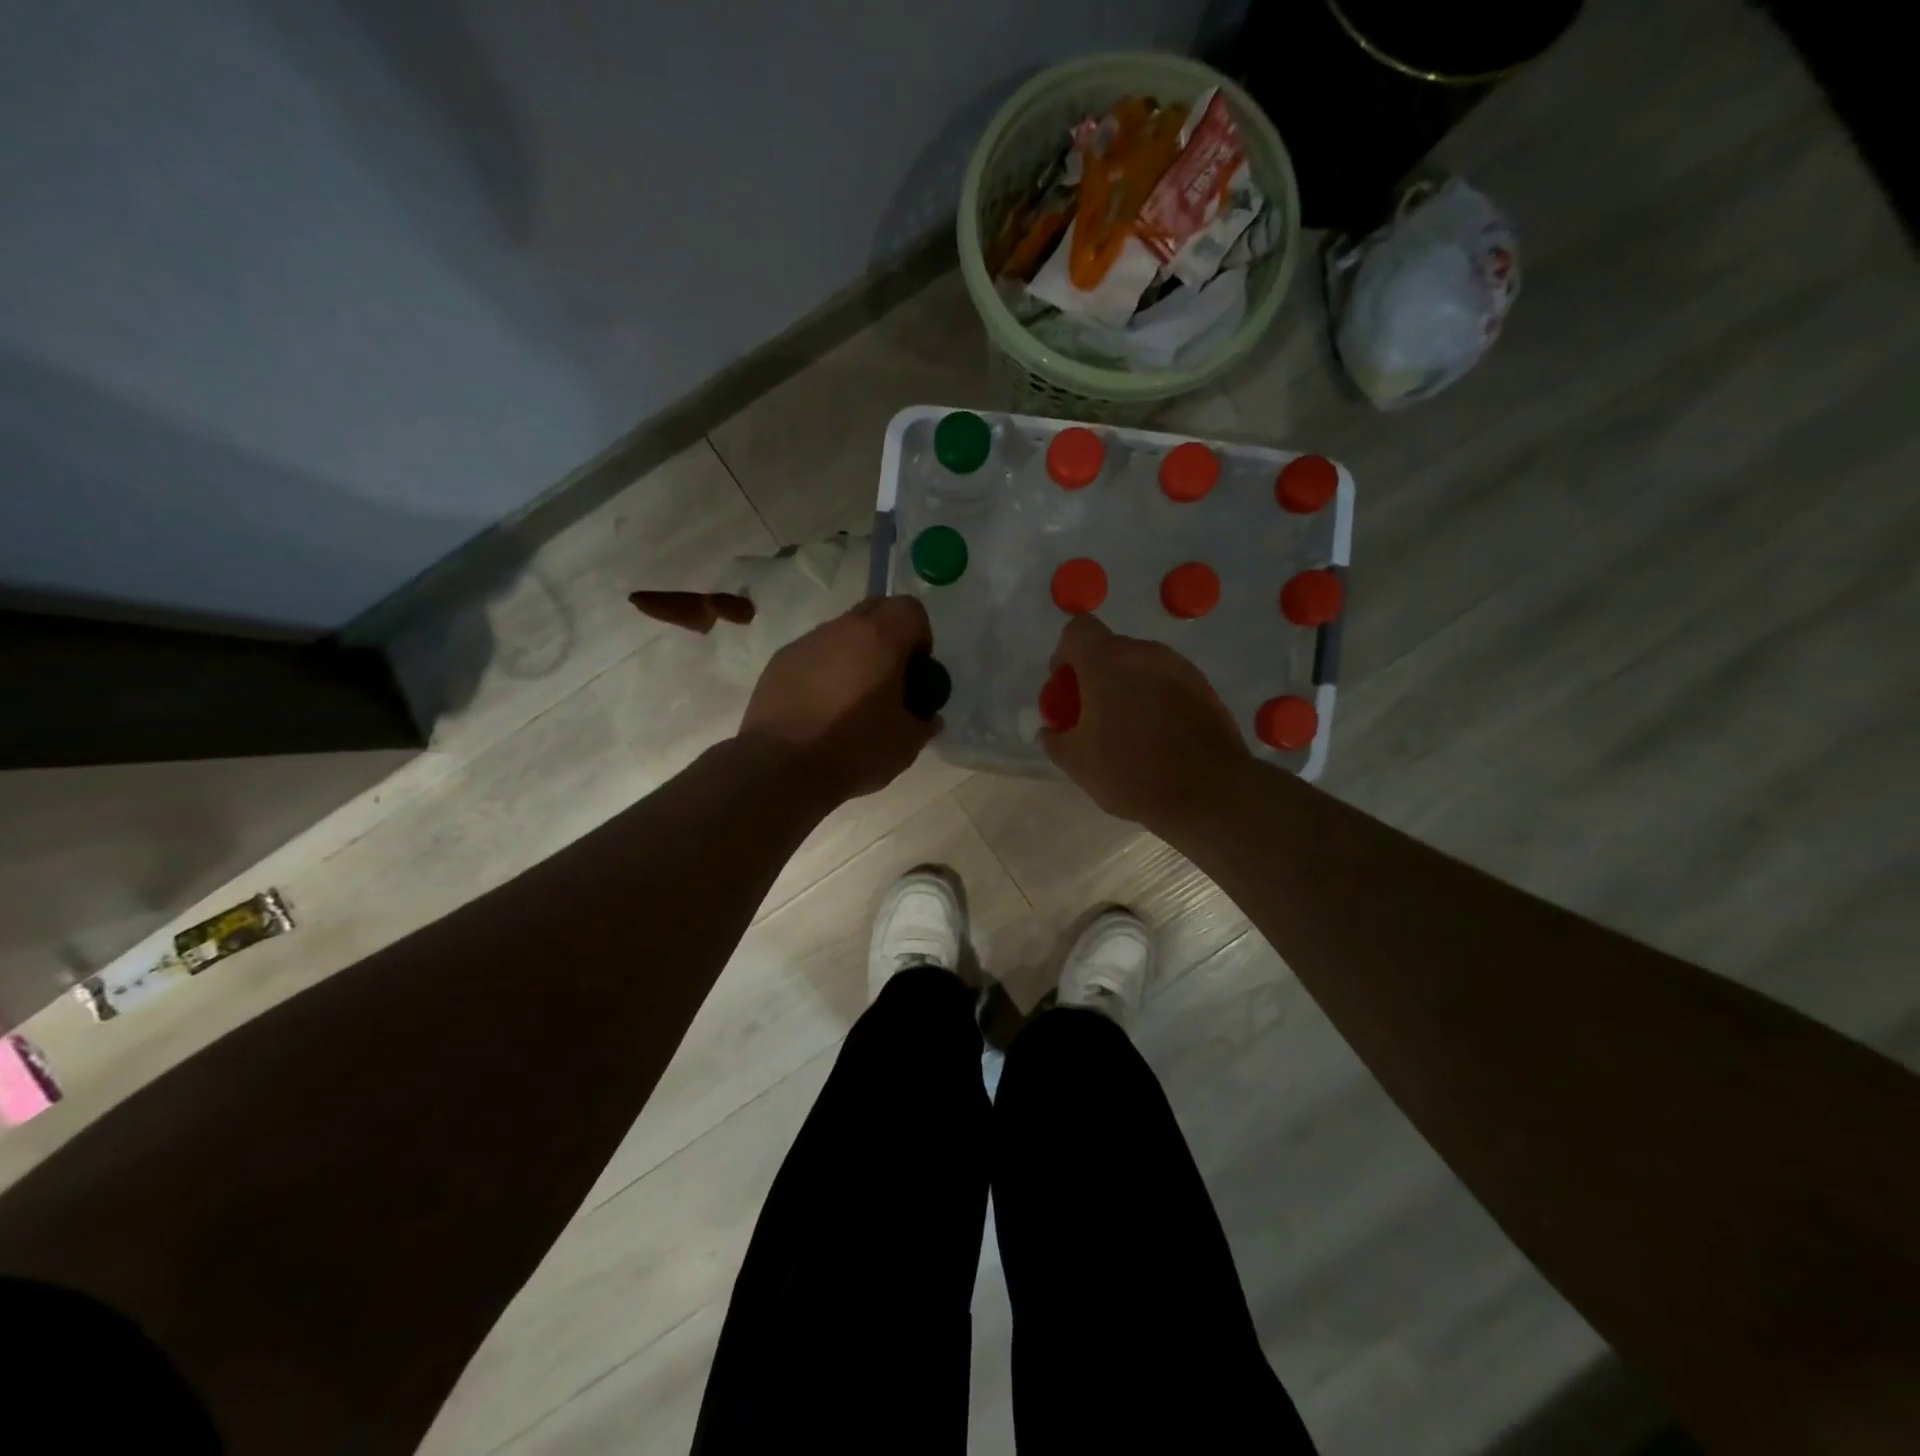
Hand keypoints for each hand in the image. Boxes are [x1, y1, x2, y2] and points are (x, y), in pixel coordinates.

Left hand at [738, 595, 937, 804]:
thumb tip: (926, 716)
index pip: (911, 609)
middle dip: (888, 638)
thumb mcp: (906, 743)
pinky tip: (820, 710)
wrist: (782, 768)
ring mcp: (806, 643)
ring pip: (840, 634)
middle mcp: (841, 629)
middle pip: (874, 611)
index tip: (916, 672)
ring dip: (853, 656)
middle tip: (889, 680)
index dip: (920, 636)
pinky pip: (813, 656)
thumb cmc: (854, 749)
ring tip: (851, 701)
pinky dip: (823, 672)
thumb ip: (923, 721)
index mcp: (880, 638)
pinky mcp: (779, 663)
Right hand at [1040, 613, 1249, 830]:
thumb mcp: (1077, 763)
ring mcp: (1180, 668)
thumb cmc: (1132, 772)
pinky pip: (1168, 683)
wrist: (1209, 792)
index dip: (1064, 653)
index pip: (1078, 630)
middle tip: (1091, 715)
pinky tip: (1156, 737)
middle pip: (1111, 649)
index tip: (1065, 687)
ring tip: (1126, 729)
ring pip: (1141, 666)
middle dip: (1095, 676)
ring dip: (1127, 687)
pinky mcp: (1205, 688)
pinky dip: (1155, 699)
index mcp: (1107, 662)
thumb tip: (1051, 730)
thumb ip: (1055, 739)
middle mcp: (1145, 653)